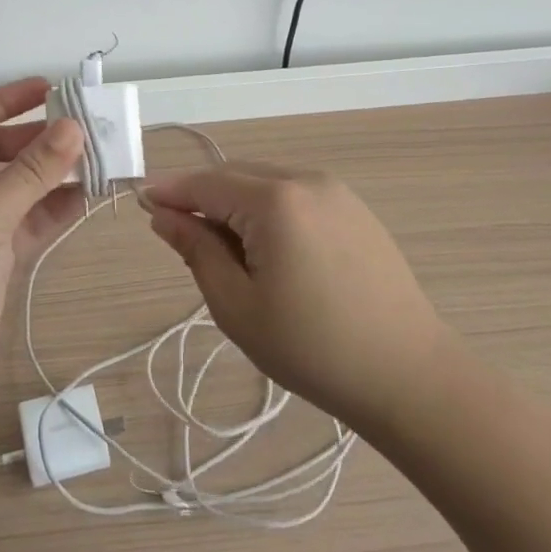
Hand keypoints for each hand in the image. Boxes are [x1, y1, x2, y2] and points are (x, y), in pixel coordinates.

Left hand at [0, 79, 84, 393]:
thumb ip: (33, 171)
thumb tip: (75, 127)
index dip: (9, 99)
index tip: (52, 89)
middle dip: (40, 141)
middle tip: (87, 130)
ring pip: (18, 185)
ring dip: (54, 174)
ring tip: (98, 160)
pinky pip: (28, 218)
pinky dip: (54, 208)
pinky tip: (88, 196)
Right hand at [143, 163, 450, 433]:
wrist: (409, 376)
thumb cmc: (312, 349)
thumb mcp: (238, 305)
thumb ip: (196, 250)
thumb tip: (163, 215)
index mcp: (274, 200)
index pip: (205, 184)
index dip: (170, 191)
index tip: (140, 200)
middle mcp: (305, 180)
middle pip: (235, 176)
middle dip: (202, 198)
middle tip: (179, 235)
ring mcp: (336, 191)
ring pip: (265, 182)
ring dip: (235, 204)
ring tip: (225, 251)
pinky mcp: (355, 209)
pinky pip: (295, 194)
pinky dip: (268, 209)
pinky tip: (267, 248)